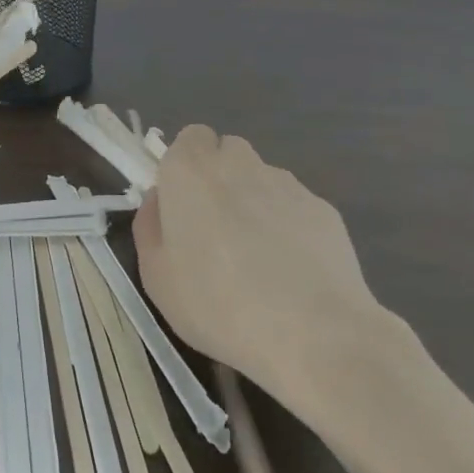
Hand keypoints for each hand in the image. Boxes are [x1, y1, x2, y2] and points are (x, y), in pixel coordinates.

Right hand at [132, 125, 388, 403]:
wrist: (314, 333)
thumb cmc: (218, 305)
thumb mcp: (156, 278)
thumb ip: (150, 227)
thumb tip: (161, 202)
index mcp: (191, 171)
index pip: (189, 138)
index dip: (186, 167)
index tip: (184, 206)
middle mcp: (239, 163)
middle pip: (227, 153)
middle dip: (220, 180)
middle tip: (216, 232)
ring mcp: (286, 183)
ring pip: (262, 179)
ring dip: (255, 203)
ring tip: (260, 261)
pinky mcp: (323, 208)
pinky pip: (294, 208)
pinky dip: (289, 227)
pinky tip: (293, 273)